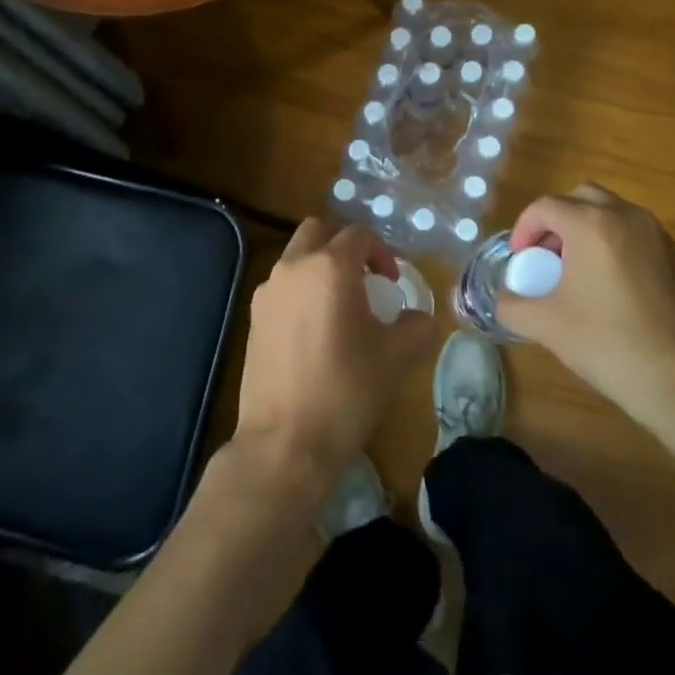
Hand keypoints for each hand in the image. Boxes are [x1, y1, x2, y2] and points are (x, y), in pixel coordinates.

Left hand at [233, 217, 432, 498]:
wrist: (284, 443)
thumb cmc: (346, 391)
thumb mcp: (396, 358)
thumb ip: (417, 327)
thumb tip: (421, 318)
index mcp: (330, 267)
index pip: (359, 235)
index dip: (382, 252)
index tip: (393, 283)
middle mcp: (294, 267)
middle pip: (318, 231)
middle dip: (344, 246)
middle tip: (364, 279)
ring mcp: (268, 291)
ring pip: (295, 257)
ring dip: (319, 267)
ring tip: (340, 306)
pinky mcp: (253, 318)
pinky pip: (281, 286)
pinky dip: (300, 291)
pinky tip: (314, 329)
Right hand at [497, 184, 674, 443]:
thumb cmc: (609, 344)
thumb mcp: (547, 326)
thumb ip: (512, 306)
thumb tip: (502, 299)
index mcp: (591, 224)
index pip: (545, 206)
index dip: (524, 229)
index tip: (520, 260)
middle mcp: (626, 216)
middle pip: (580, 198)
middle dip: (556, 220)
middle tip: (545, 255)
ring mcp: (655, 235)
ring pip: (610, 211)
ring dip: (585, 228)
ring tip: (573, 270)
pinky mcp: (674, 257)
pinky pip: (632, 232)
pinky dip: (611, 242)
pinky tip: (605, 285)